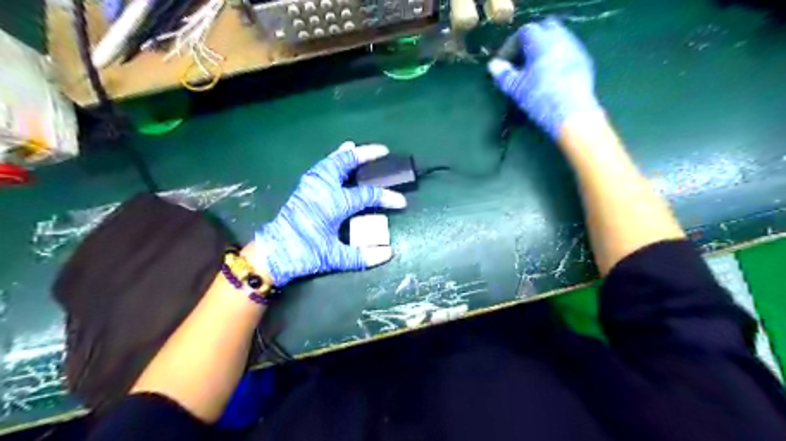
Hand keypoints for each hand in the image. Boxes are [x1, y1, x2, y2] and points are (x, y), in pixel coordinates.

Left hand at [249, 140, 405, 285]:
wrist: (272, 253)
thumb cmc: (304, 254)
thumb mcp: (334, 258)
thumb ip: (362, 256)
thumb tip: (389, 253)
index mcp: (333, 203)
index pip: (367, 195)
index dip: (387, 197)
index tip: (402, 202)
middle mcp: (322, 188)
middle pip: (346, 163)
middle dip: (366, 155)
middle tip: (383, 151)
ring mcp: (310, 185)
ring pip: (330, 162)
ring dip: (346, 154)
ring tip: (356, 148)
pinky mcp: (303, 188)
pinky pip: (321, 167)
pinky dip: (331, 160)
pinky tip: (335, 160)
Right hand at [486, 18, 603, 139]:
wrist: (571, 114)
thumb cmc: (539, 98)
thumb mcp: (515, 88)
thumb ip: (503, 74)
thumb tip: (493, 66)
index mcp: (541, 41)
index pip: (524, 32)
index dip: (510, 46)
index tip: (502, 63)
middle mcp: (561, 39)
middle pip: (544, 29)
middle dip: (530, 43)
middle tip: (519, 61)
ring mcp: (575, 49)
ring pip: (557, 40)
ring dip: (543, 50)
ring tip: (533, 70)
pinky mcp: (584, 63)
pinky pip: (567, 52)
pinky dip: (555, 59)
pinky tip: (549, 78)